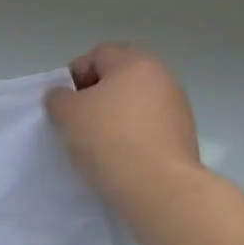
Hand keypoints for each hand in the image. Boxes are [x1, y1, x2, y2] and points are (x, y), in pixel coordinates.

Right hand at [44, 44, 201, 205]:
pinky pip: (150, 129)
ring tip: (100, 147)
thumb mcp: (67, 114)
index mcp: (135, 63)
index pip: (97, 55)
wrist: (159, 188)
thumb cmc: (109, 140)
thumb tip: (64, 96)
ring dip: (117, 119)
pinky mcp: (185, 137)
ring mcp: (178, 107)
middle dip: (97, 98)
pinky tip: (122, 159)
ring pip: (136, 105)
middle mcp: (162, 77)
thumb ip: (58, 98)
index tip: (65, 105)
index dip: (75, 77)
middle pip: (120, 79)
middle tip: (80, 124)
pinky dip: (134, 138)